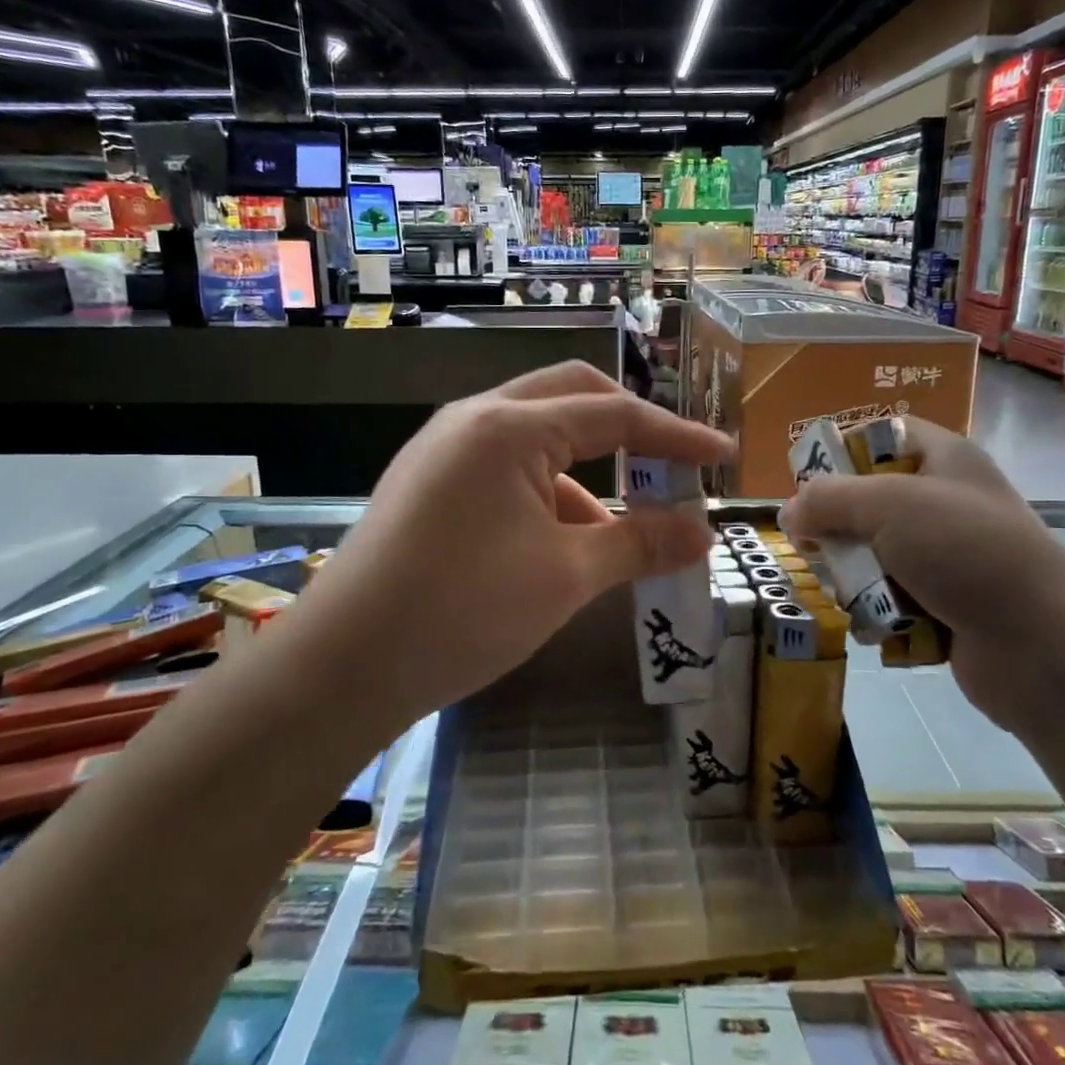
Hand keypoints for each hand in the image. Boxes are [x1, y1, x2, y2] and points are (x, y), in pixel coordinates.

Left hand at [296, 362, 732, 732]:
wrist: (342, 667)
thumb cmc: (463, 610)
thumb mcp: (566, 576)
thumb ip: (640, 542)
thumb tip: (702, 533)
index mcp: (509, 426)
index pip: (614, 414)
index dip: (676, 437)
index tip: (723, 455)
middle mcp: (474, 419)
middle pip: (571, 397)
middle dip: (628, 428)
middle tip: (671, 466)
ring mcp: (444, 447)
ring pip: (536, 433)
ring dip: (586, 469)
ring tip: (618, 531)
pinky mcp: (429, 481)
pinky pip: (505, 466)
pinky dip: (547, 491)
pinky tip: (561, 543)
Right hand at [779, 419, 1064, 732]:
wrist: (1047, 649)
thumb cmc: (968, 554)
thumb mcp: (889, 506)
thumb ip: (828, 499)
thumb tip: (787, 512)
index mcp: (944, 459)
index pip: (881, 435)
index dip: (840, 451)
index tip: (806, 482)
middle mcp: (944, 502)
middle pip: (865, 501)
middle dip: (836, 528)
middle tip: (817, 548)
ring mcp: (945, 557)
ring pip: (871, 554)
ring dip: (851, 577)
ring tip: (848, 595)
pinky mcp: (942, 604)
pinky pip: (888, 598)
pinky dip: (875, 613)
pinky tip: (874, 627)